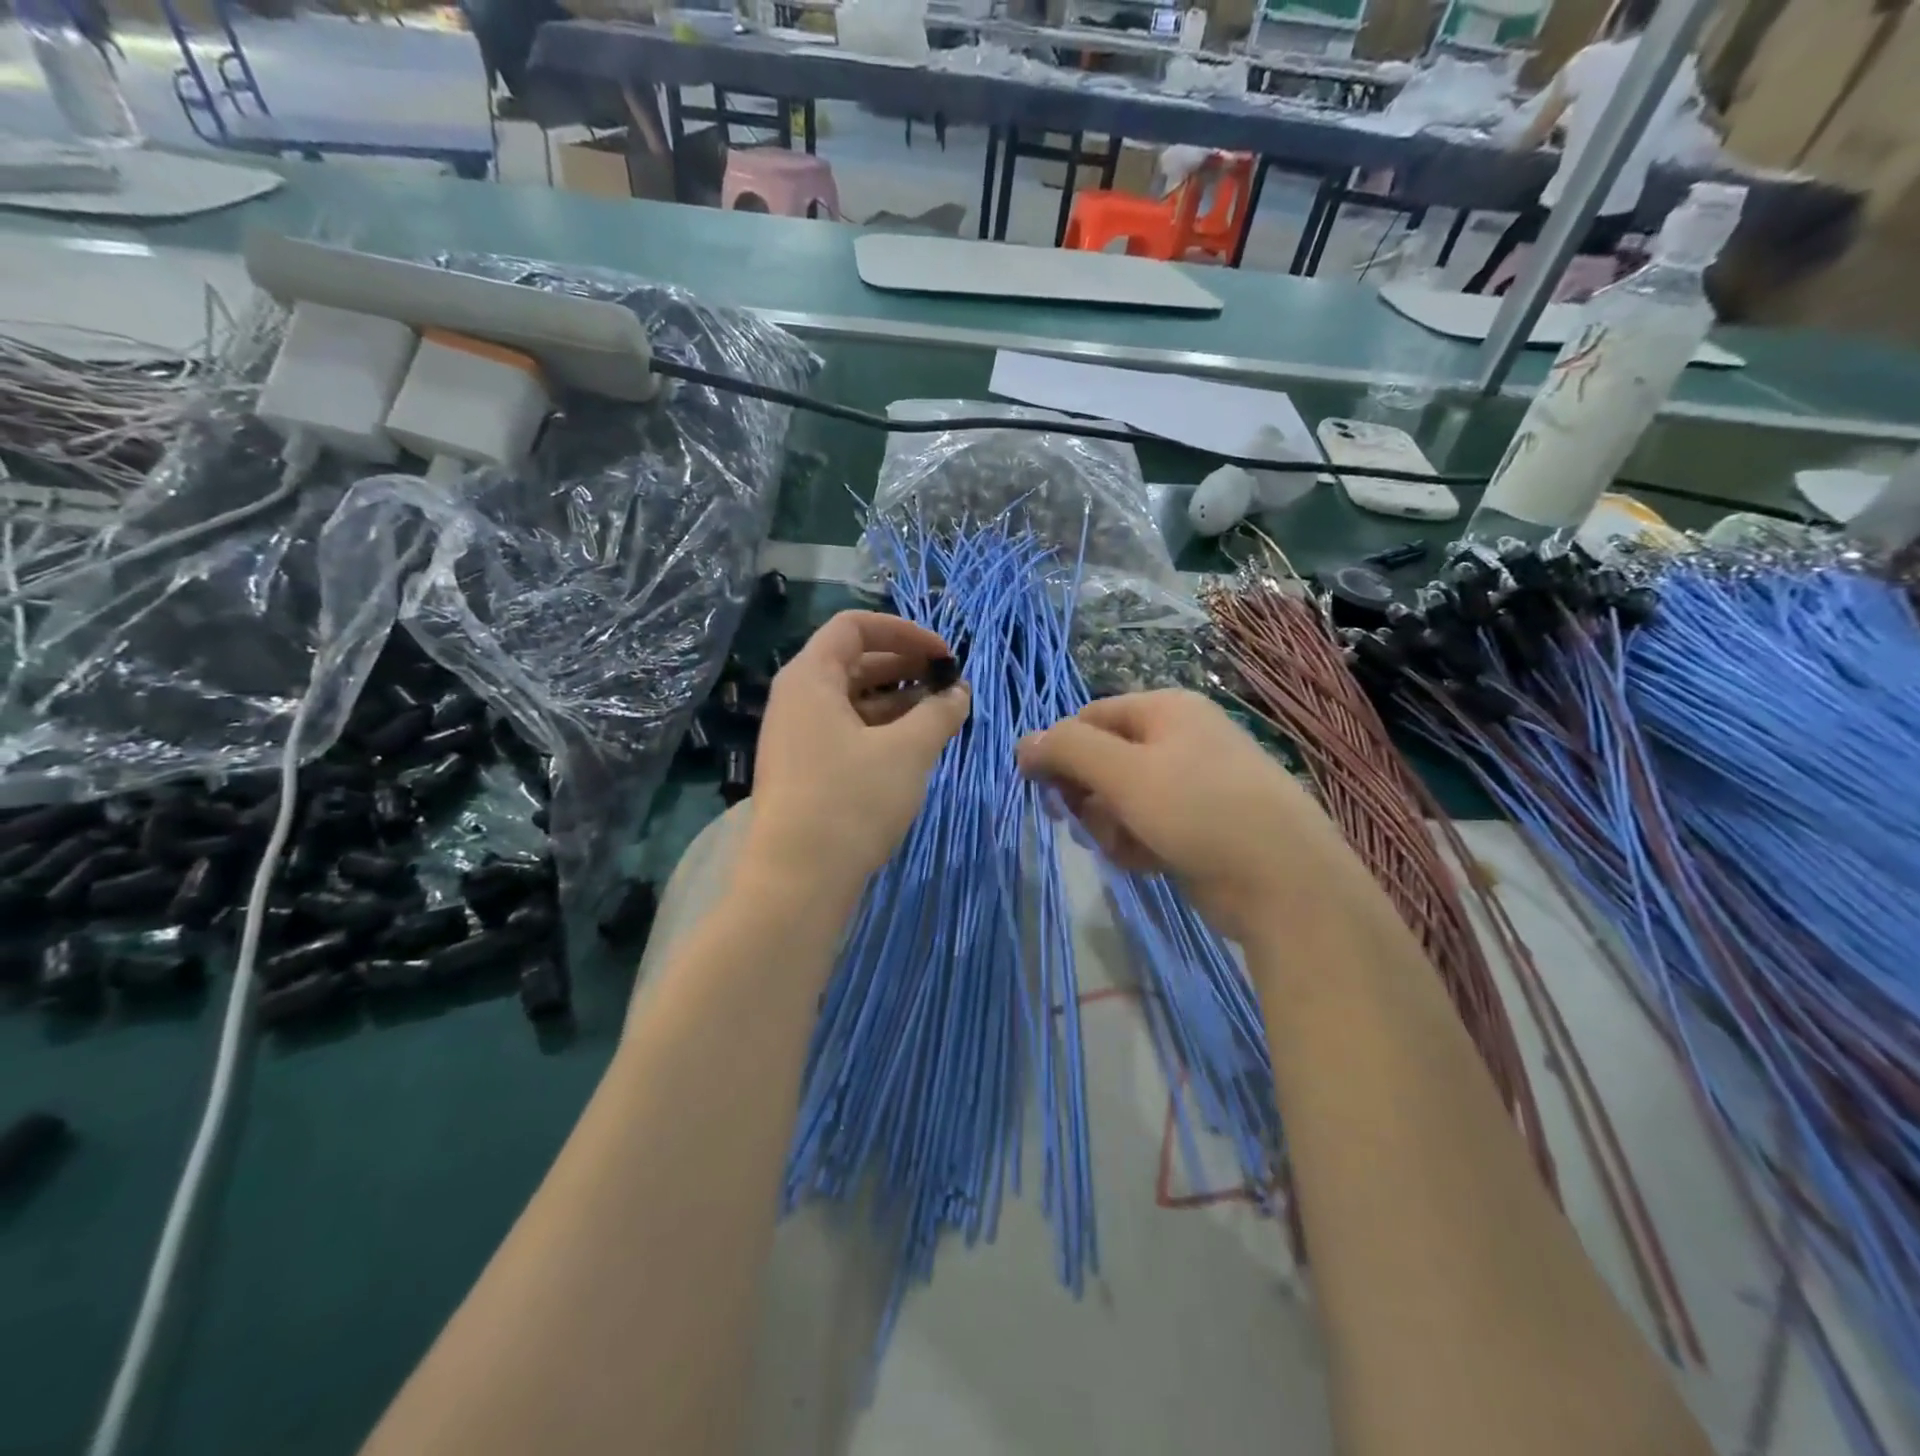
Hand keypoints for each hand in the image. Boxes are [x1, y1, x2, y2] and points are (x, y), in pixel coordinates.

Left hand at [743, 611, 969, 899]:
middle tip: (948, 684)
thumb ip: (939, 713)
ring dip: (898, 700)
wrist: (797, 880)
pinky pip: (846, 731)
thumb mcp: (907, 751)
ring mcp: (797, 736)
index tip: (944, 654)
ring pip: (853, 700)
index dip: (904, 631)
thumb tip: (960, 693)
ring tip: (940, 715)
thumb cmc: (851, 801)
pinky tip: (914, 745)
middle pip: (854, 661)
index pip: (855, 627)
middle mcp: (797, 698)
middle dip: (905, 666)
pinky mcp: (804, 769)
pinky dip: (881, 729)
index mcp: (810, 677)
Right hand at [1016, 690, 1369, 948]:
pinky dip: (1137, 844)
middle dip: (1087, 795)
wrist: (1283, 881)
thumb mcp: (1124, 773)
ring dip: (1110, 826)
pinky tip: (1148, 862)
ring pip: (1119, 799)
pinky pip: (1145, 826)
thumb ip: (1068, 750)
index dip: (1059, 750)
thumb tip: (1024, 742)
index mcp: (1165, 709)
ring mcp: (1191, 784)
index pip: (1088, 717)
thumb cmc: (1198, 811)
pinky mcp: (1197, 825)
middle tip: (1078, 822)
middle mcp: (1178, 738)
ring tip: (1126, 847)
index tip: (1040, 788)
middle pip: (1102, 760)